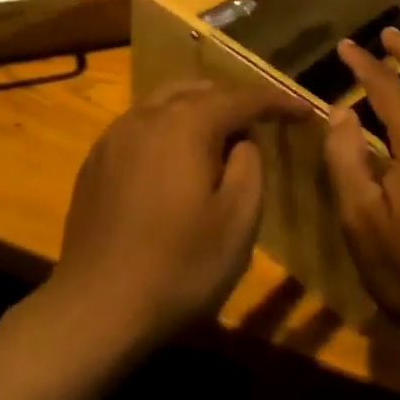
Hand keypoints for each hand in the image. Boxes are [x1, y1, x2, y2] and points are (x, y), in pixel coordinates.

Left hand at [49, 81, 299, 353]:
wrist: (95, 308)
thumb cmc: (179, 266)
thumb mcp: (238, 221)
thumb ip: (250, 166)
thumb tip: (242, 141)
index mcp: (185, 124)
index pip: (241, 99)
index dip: (277, 102)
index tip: (304, 112)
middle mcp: (146, 116)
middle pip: (198, 91)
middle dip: (232, 103)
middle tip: (259, 127)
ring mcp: (114, 137)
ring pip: (164, 104)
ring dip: (196, 113)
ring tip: (218, 142)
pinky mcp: (95, 162)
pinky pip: (139, 128)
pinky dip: (166, 131)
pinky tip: (172, 165)